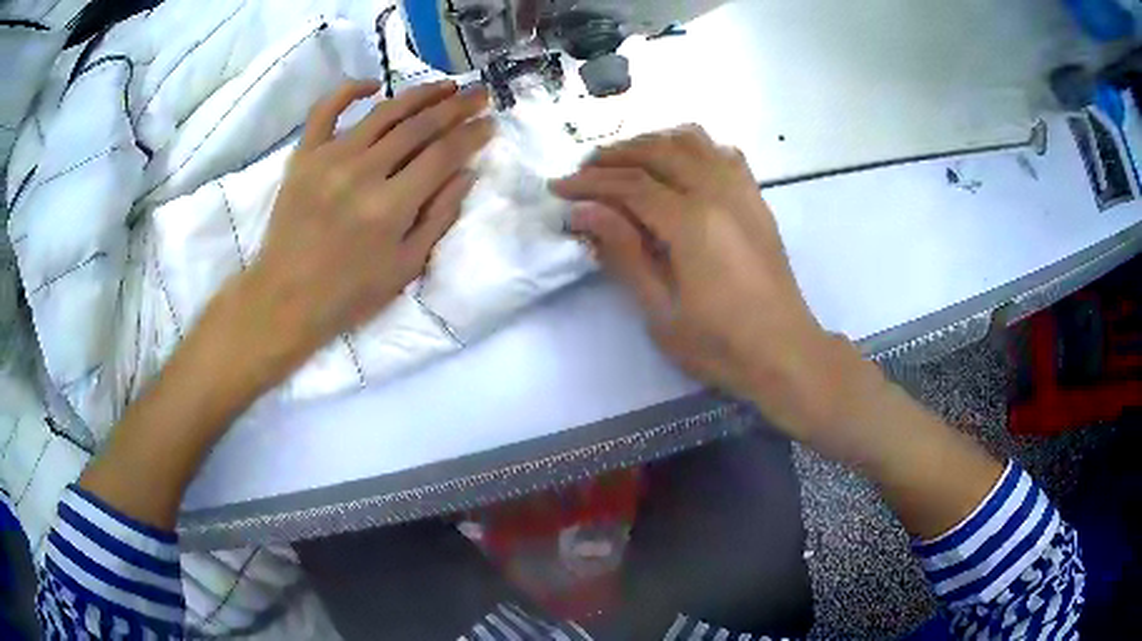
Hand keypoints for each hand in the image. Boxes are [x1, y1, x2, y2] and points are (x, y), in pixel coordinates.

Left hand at [233, 79, 492, 388]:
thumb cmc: (349, 293)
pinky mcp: (303, 156)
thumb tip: (466, 173)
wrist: (285, 298)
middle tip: (478, 94)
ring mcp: (329, 159)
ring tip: (445, 86)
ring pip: (383, 113)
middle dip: (456, 106)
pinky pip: (326, 110)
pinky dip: (350, 90)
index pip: (443, 155)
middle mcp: (362, 172)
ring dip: (419, 94)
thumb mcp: (406, 267)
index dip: (472, 135)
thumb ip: (439, 217)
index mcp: (390, 206)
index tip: (490, 122)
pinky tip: (374, 85)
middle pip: (419, 126)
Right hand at [551, 126, 866, 442]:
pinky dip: (693, 147)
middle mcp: (719, 193)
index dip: (590, 183)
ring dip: (652, 142)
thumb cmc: (720, 344)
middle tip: (583, 171)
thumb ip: (623, 253)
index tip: (559, 188)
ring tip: (625, 160)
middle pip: (658, 151)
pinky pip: (722, 153)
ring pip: (692, 141)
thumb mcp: (660, 311)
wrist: (785, 352)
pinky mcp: (756, 200)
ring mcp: (743, 192)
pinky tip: (678, 163)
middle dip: (614, 155)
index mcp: (693, 223)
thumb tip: (584, 212)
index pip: (631, 185)